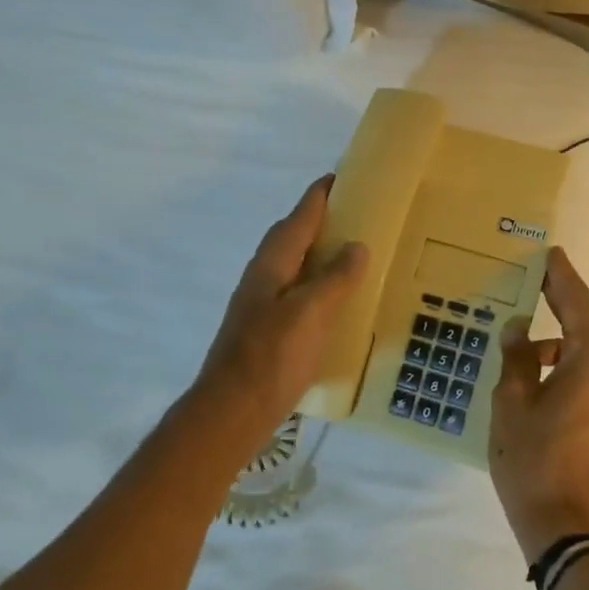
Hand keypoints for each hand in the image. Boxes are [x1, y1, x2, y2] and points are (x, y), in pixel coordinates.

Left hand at [191, 176, 367, 448]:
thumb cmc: (272, 357)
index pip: (299, 217)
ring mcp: (261, 305)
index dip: (320, 195)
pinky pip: (297, 293)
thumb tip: (357, 245)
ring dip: (318, 254)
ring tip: (352, 254)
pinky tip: (336, 302)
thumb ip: (335, 278)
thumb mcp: (310, 312)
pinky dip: (317, 286)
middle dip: (319, 221)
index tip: (343, 176)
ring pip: (293, 266)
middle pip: (292, 237)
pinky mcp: (266, 330)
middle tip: (356, 215)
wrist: (232, 412)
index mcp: (272, 264)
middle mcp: (263, 277)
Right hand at [489, 247, 588, 562]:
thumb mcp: (512, 401)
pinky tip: (536, 376)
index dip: (561, 276)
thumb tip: (518, 329)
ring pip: (587, 353)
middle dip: (560, 304)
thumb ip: (516, 357)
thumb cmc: (534, 458)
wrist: (566, 525)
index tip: (551, 253)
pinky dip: (566, 366)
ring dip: (559, 342)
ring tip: (522, 342)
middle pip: (586, 325)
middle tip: (535, 281)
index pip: (577, 302)